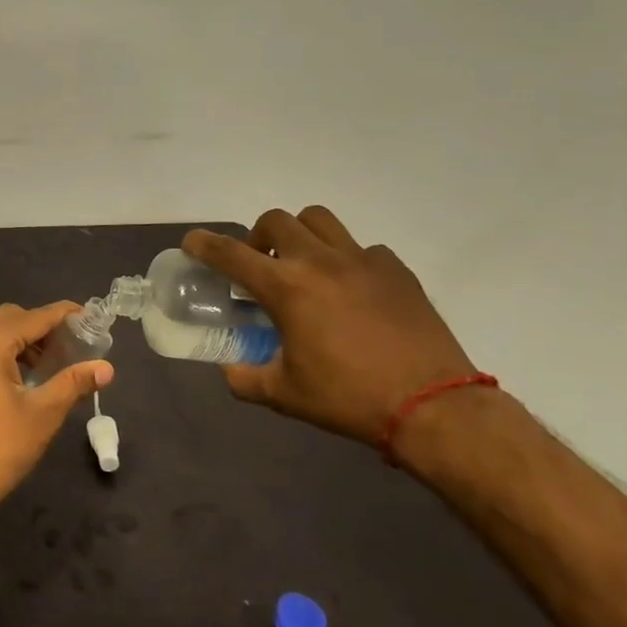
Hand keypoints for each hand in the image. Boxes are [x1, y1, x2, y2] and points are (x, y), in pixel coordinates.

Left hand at [0, 302, 112, 531]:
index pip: (33, 317)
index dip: (63, 315)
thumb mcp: (42, 415)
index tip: (90, 318)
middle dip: (41, 327)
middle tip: (69, 347)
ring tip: (47, 366)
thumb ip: (73, 383)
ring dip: (19, 340)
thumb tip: (106, 367)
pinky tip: (17, 378)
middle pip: (9, 318)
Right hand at [184, 207, 475, 447]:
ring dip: (301, 235)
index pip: (231, 254)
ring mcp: (362, 260)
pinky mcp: (396, 270)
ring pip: (319, 220)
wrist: (434, 407)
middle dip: (258, 237)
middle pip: (275, 220)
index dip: (204, 244)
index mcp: (286, 288)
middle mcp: (319, 261)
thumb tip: (229, 370)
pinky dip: (347, 260)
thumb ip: (245, 377)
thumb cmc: (349, 398)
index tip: (192, 242)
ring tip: (304, 265)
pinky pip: (362, 248)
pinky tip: (352, 290)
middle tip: (260, 266)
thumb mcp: (284, 394)